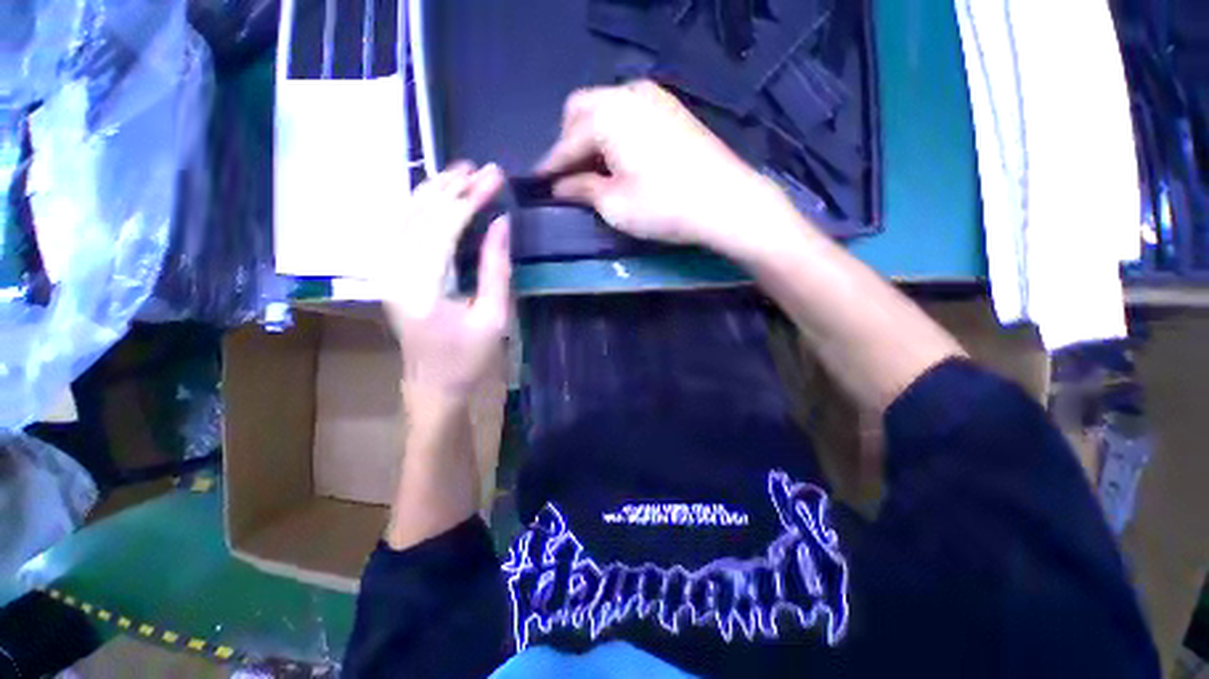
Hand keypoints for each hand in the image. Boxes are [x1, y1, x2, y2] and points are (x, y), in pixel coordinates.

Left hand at [377, 163, 510, 401]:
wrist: (433, 386)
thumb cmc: (468, 359)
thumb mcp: (493, 318)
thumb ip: (496, 269)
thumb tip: (502, 224)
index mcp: (421, 288)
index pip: (443, 227)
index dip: (470, 198)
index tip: (494, 176)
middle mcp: (394, 273)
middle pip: (420, 215)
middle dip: (452, 188)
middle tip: (480, 168)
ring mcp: (386, 273)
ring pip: (405, 217)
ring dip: (433, 192)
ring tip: (459, 172)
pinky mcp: (389, 275)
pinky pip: (402, 229)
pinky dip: (421, 207)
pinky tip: (437, 196)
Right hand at [537, 81, 802, 263]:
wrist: (727, 201)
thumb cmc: (664, 207)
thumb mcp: (615, 205)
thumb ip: (582, 190)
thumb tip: (560, 186)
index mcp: (607, 115)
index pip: (566, 142)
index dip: (550, 166)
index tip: (538, 185)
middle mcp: (627, 94)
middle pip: (581, 112)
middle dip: (570, 144)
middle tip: (570, 177)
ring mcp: (654, 97)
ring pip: (606, 109)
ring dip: (592, 137)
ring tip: (595, 171)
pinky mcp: (672, 110)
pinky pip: (629, 114)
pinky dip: (616, 134)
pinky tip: (621, 159)